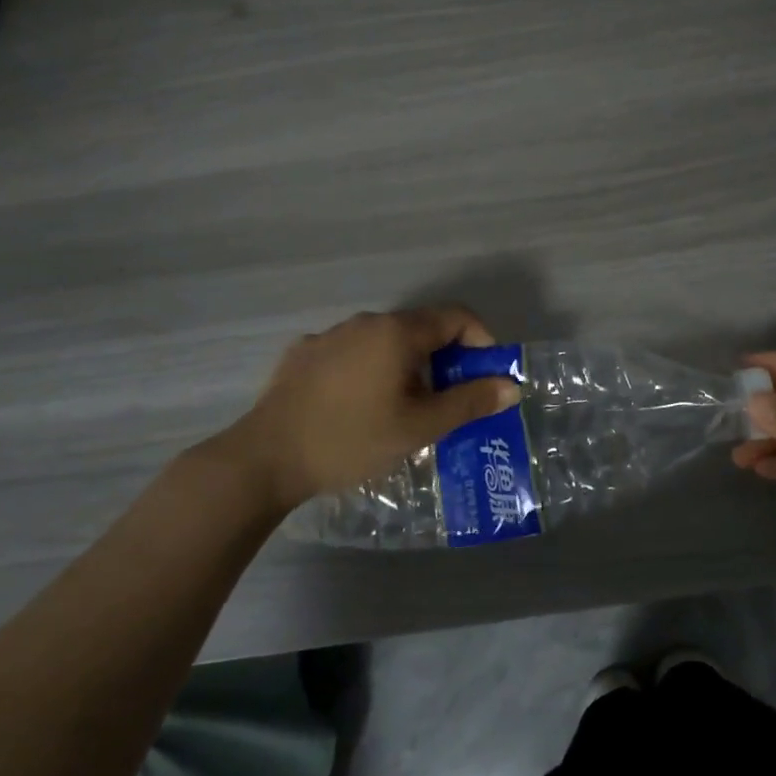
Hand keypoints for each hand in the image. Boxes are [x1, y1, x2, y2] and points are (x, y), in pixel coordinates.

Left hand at [188, 307, 521, 515]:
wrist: (265, 458)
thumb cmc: (352, 440)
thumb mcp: (419, 427)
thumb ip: (469, 402)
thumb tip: (510, 385)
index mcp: (397, 332)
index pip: (457, 316)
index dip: (481, 341)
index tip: (484, 377)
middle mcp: (365, 321)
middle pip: (421, 329)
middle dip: (444, 360)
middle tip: (447, 402)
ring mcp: (330, 335)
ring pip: (384, 342)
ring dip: (405, 366)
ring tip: (403, 409)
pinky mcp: (303, 354)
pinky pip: (351, 354)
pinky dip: (369, 371)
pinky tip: (358, 407)